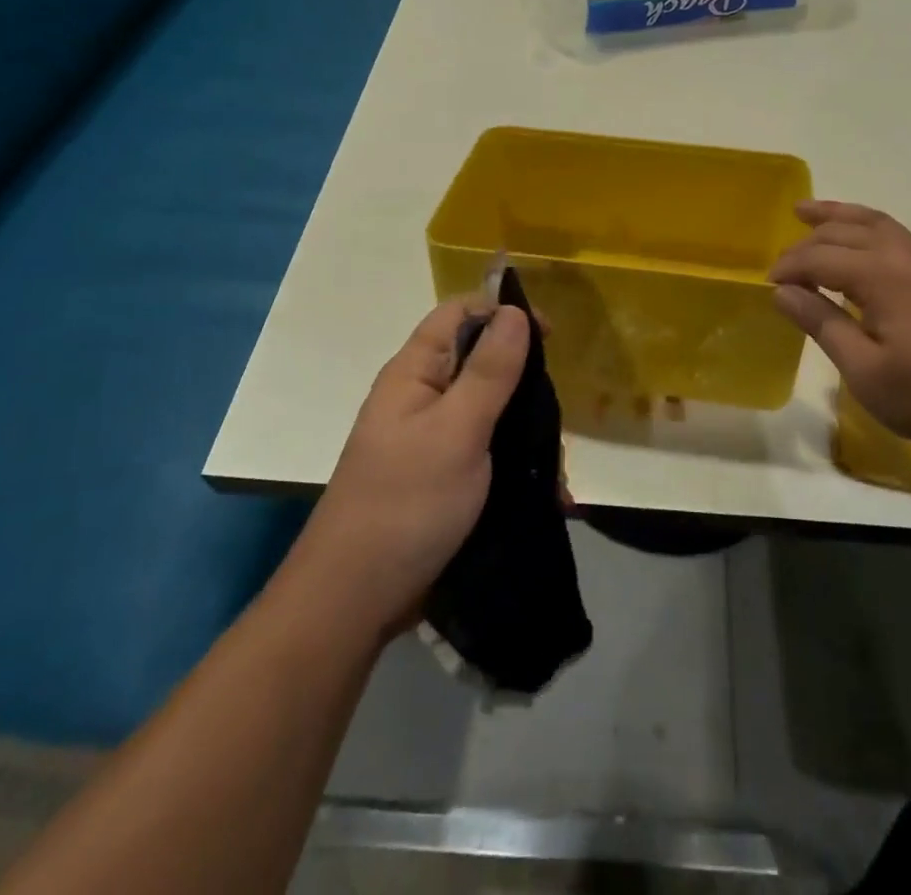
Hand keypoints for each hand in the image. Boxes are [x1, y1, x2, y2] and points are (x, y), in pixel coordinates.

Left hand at [290, 301, 529, 643]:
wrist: (355, 601)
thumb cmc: (406, 504)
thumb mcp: (456, 430)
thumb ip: (489, 370)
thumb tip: (514, 311)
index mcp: (415, 373)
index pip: (459, 314)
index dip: (502, 313)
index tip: (549, 337)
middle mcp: (422, 398)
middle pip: (481, 361)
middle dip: (523, 382)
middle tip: (553, 416)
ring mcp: (433, 440)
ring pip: (492, 411)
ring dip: (527, 432)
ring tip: (555, 471)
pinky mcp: (444, 477)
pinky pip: (490, 452)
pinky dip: (518, 465)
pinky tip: (547, 494)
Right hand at [769, 200, 910, 457]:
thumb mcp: (863, 370)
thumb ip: (822, 324)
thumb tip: (783, 292)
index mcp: (883, 277)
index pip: (822, 258)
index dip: (790, 267)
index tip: (768, 285)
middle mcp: (905, 258)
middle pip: (846, 233)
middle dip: (808, 242)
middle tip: (781, 263)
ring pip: (875, 223)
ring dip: (839, 216)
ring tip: (807, 211)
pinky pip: (893, 235)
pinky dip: (864, 228)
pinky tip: (856, 244)